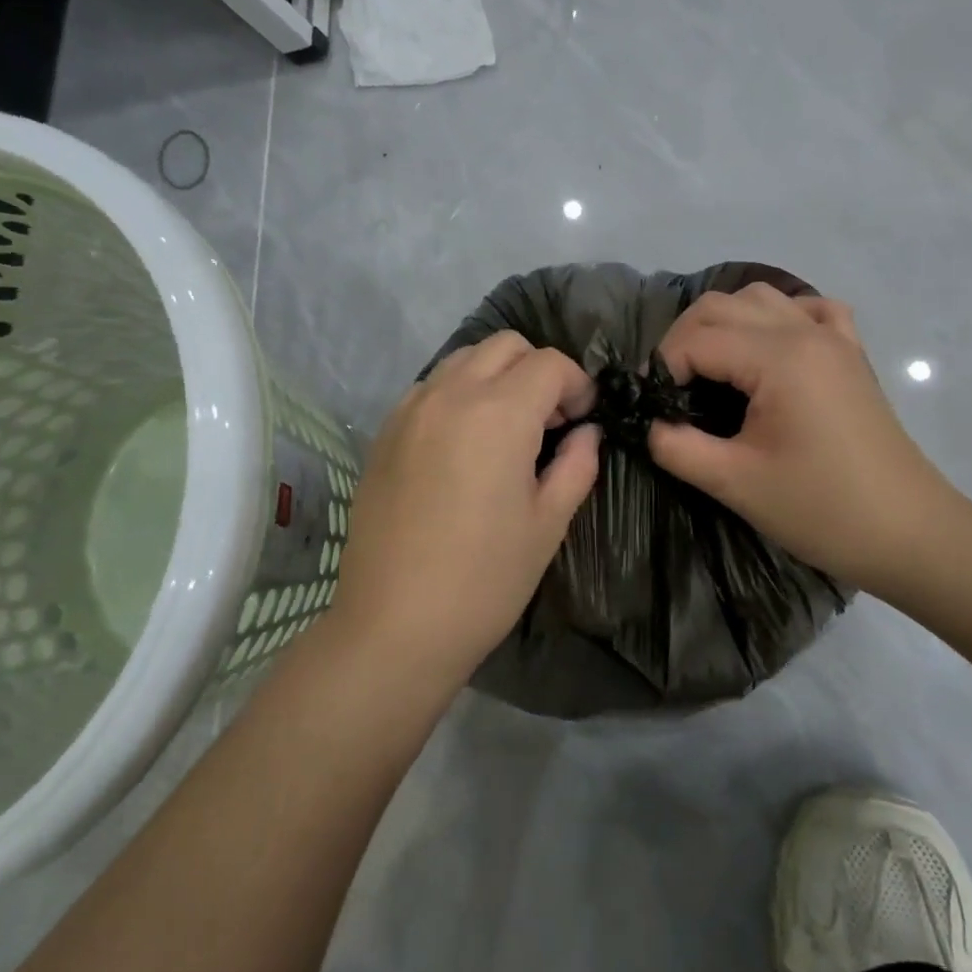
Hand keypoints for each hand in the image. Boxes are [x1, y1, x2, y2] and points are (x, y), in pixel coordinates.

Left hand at [330, 332, 601, 682]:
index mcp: (498, 413)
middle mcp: (450, 394)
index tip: (584, 420)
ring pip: (463, 359)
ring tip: (506, 429)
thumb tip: (586, 433)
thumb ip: (577, 465)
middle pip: (505, 346)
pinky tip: (463, 443)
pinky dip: (459, 393)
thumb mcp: (548, 523)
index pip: (550, 364)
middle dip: (538, 370)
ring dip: (496, 376)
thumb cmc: (484, 579)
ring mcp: (410, 410)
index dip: (578, 385)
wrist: (394, 624)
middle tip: (550, 422)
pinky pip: (431, 387)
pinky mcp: (384, 432)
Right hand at [648, 285, 965, 596]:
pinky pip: (808, 310)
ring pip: (761, 299)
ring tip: (708, 370)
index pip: (696, 339)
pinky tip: (768, 350)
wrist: (909, 533)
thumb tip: (646, 423)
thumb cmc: (822, 510)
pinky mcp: (851, 354)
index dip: (661, 368)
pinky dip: (777, 318)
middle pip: (722, 306)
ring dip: (723, 324)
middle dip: (682, 340)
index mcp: (779, 357)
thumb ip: (676, 446)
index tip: (649, 406)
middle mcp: (805, 331)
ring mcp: (834, 338)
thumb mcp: (735, 483)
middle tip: (669, 389)